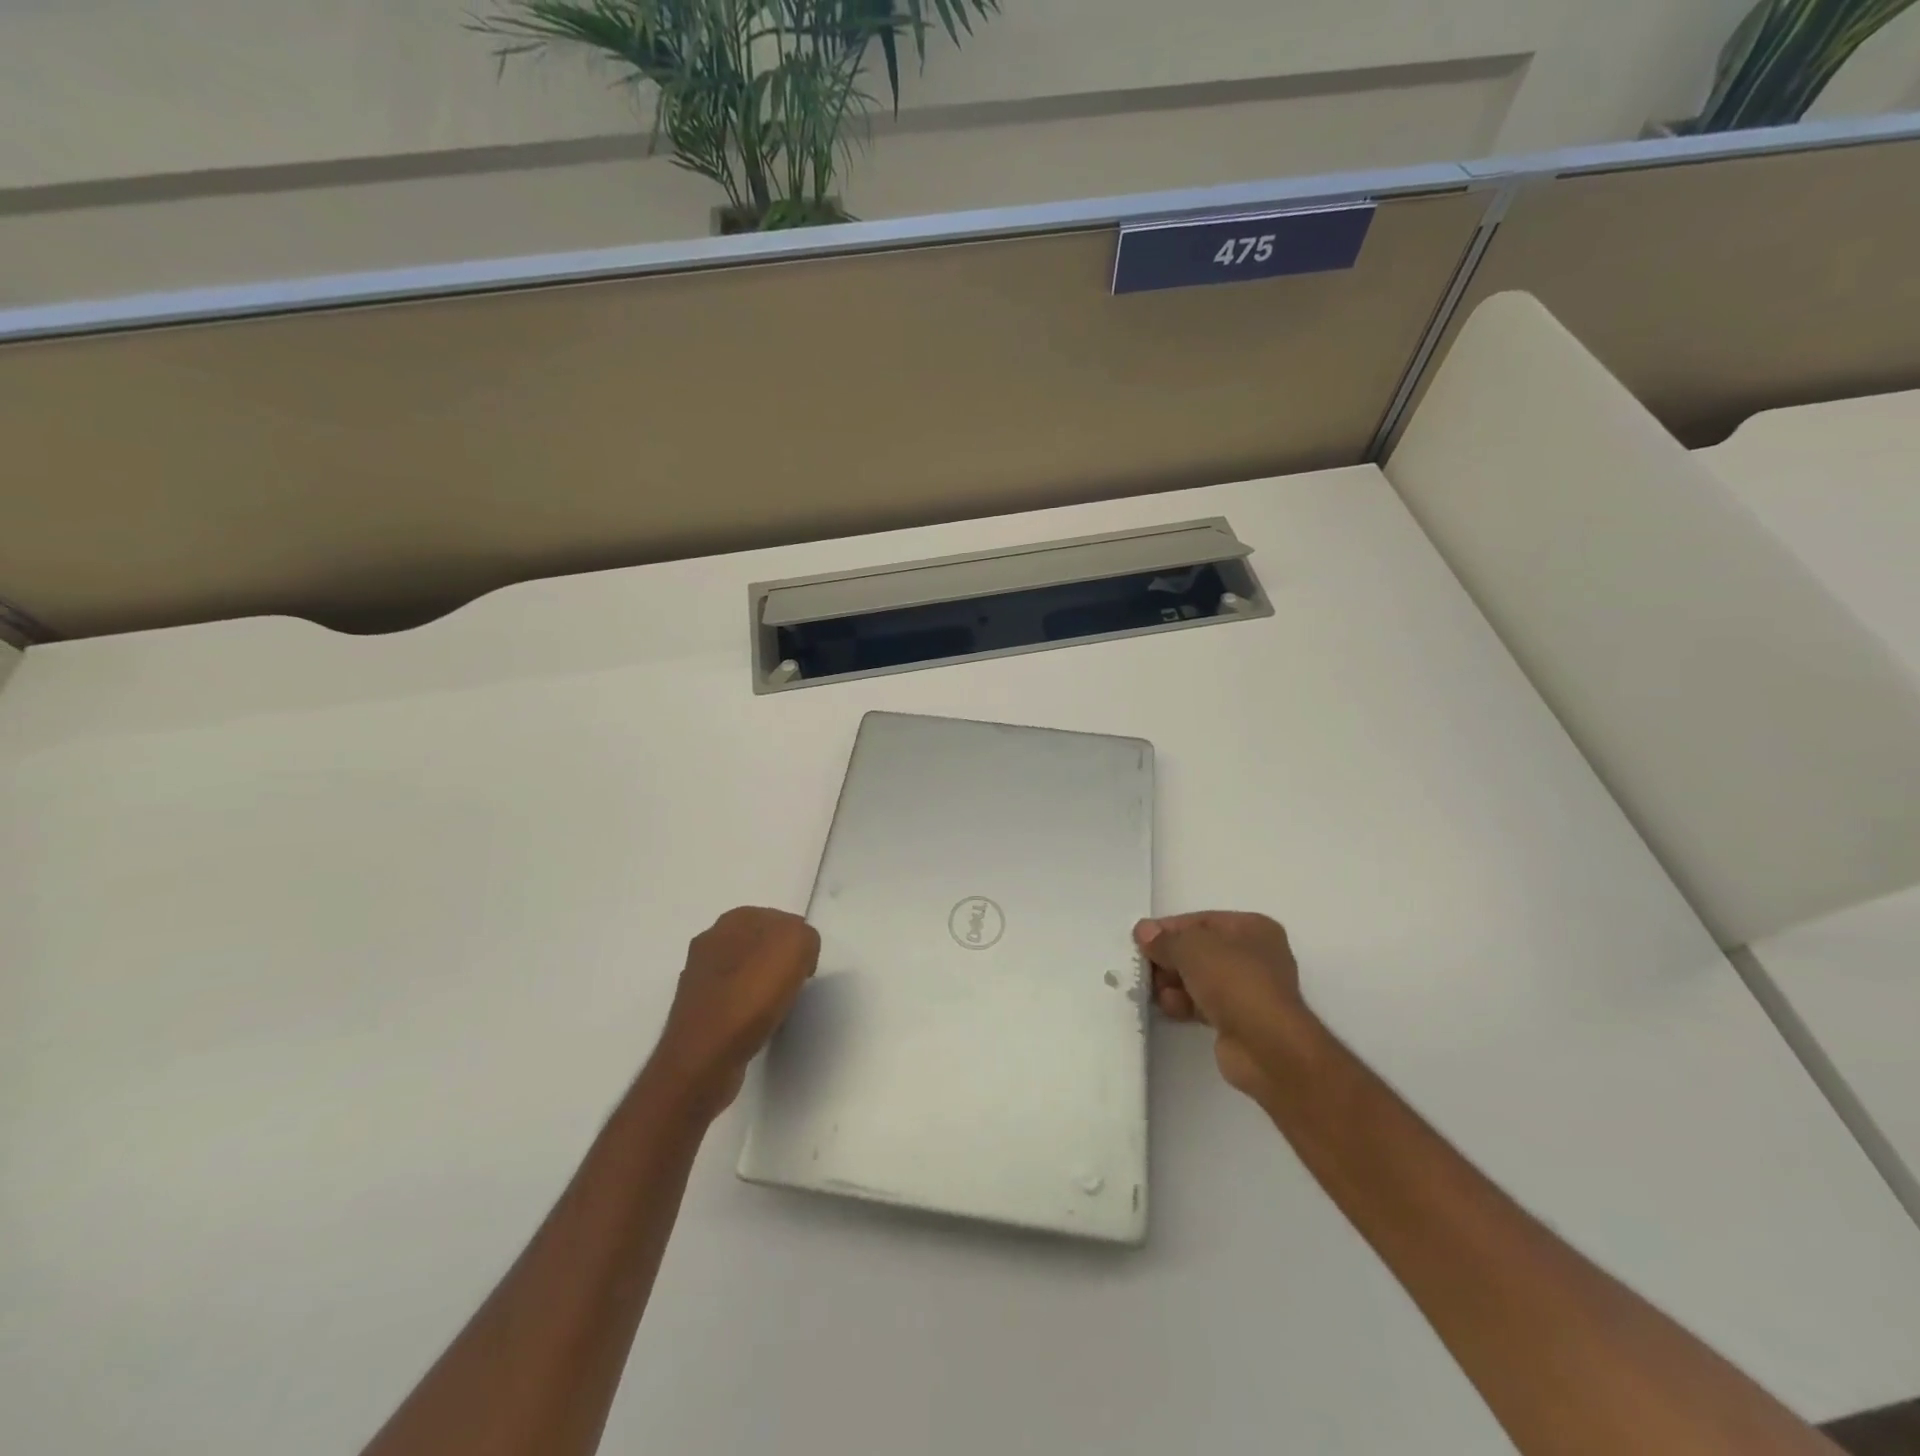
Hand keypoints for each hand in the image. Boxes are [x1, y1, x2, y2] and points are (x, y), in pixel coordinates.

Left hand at [652, 907, 819, 1118]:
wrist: (704, 1057)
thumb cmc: (751, 994)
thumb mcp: (796, 946)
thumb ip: (804, 936)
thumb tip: (798, 950)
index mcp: (732, 920)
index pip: (779, 919)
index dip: (798, 942)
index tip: (806, 967)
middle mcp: (710, 941)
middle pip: (761, 945)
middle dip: (780, 962)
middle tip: (795, 986)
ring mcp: (699, 977)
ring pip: (746, 972)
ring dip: (763, 986)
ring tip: (777, 1008)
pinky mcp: (696, 1010)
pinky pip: (734, 1000)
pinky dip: (748, 1010)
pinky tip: (756, 1026)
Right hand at [1135, 912, 1313, 1100]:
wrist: (1267, 1047)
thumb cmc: (1234, 982)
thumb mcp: (1192, 949)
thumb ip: (1165, 939)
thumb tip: (1143, 932)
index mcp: (1253, 928)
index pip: (1201, 921)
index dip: (1169, 928)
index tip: (1140, 940)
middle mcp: (1254, 955)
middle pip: (1199, 950)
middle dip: (1169, 959)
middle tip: (1144, 968)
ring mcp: (1248, 990)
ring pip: (1199, 978)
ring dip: (1174, 983)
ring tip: (1154, 991)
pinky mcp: (1239, 1020)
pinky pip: (1203, 1003)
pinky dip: (1185, 1004)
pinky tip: (1168, 1008)